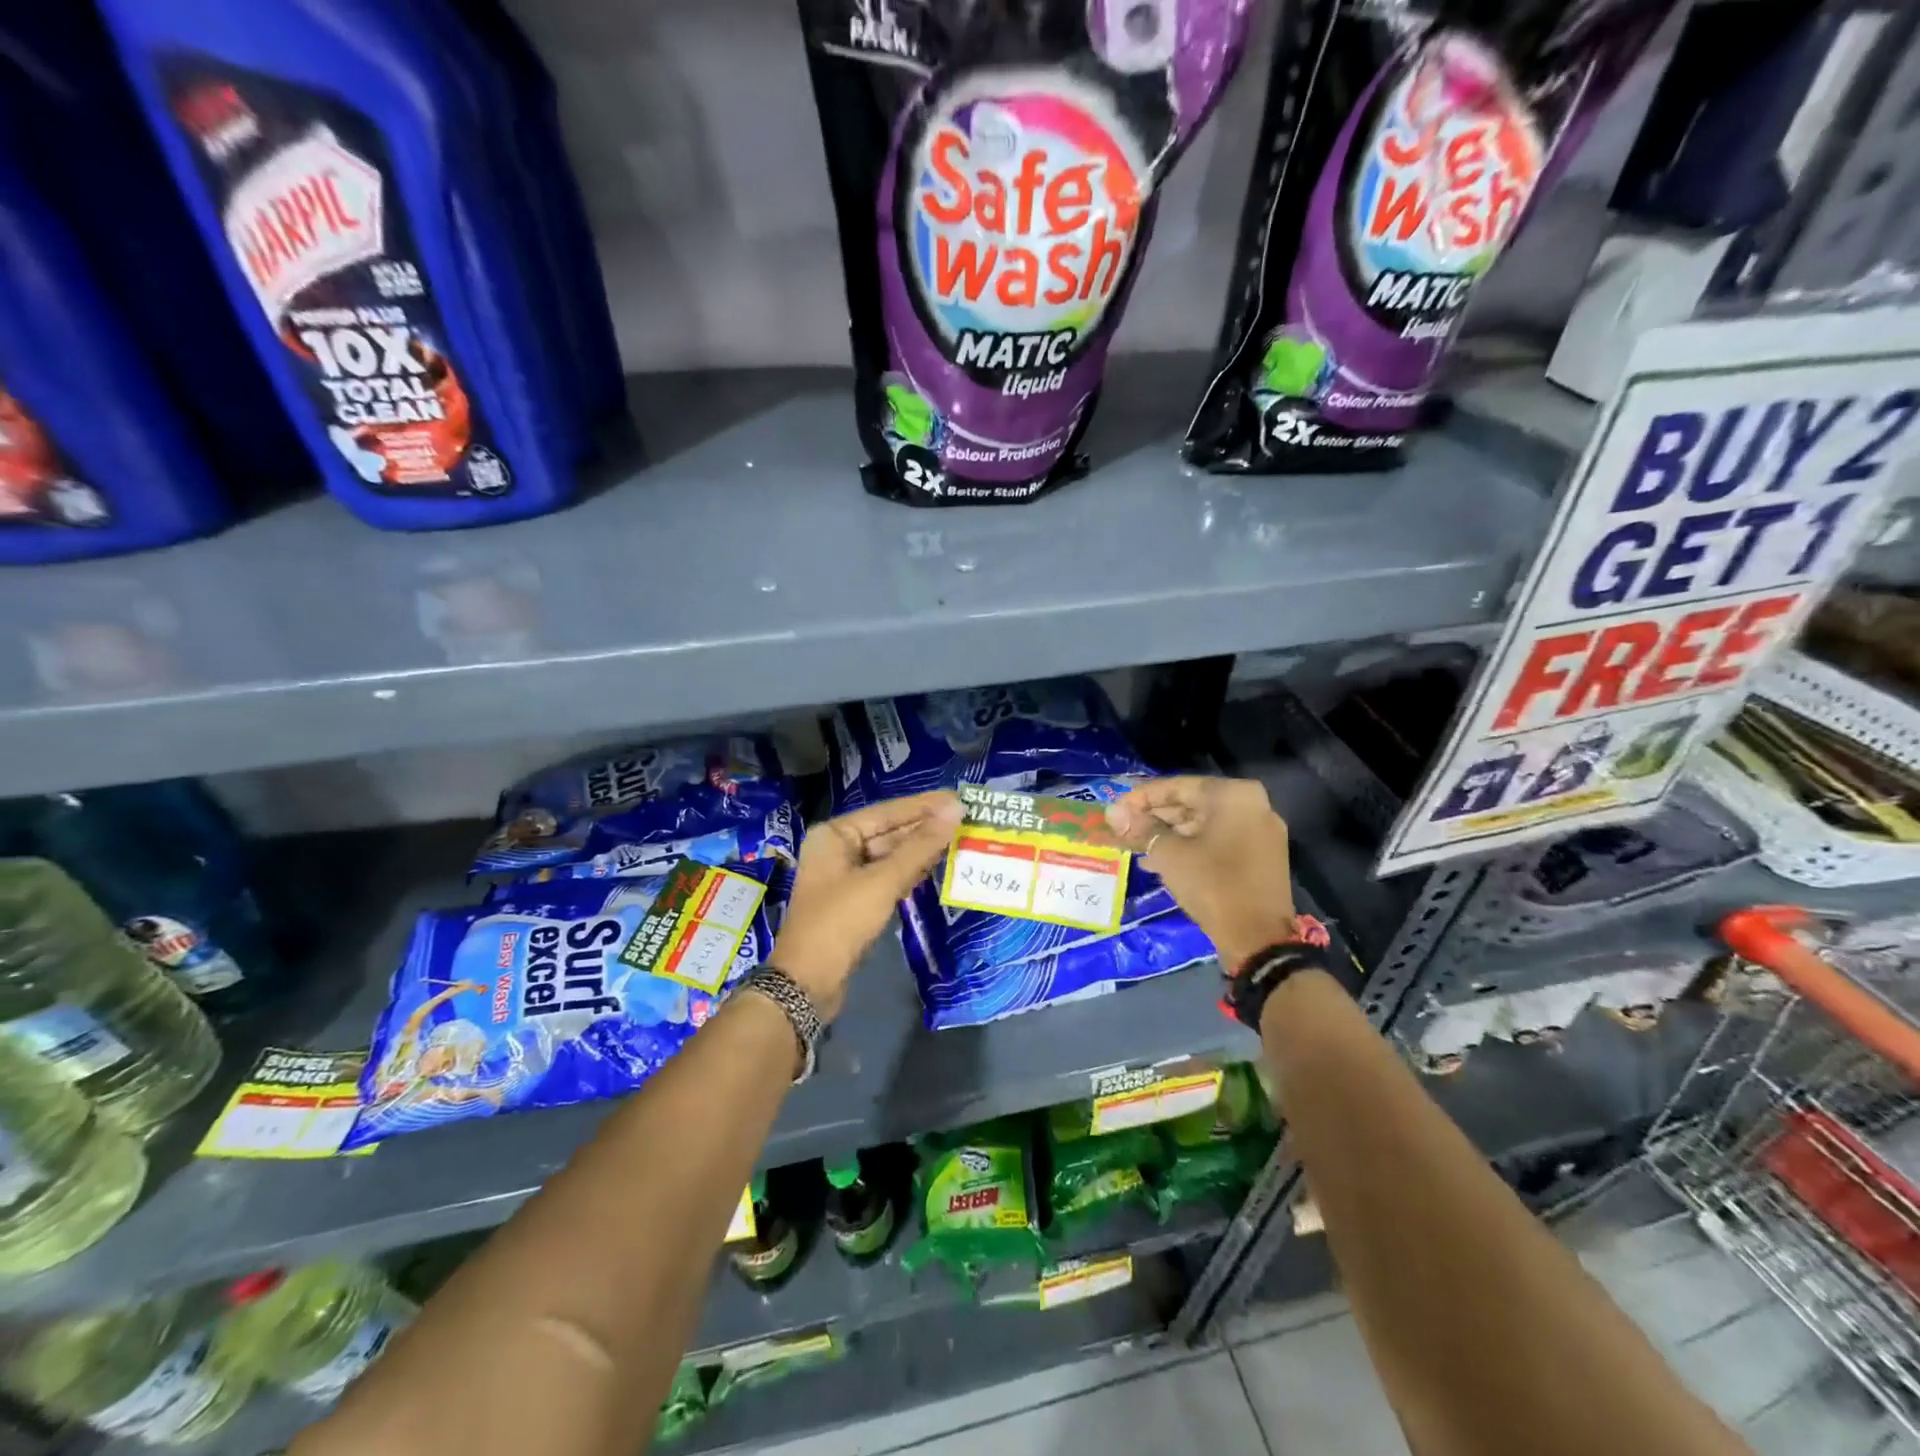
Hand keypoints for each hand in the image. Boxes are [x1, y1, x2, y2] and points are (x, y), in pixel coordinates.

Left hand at [771, 790, 963, 1018]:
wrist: (807, 983)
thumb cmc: (840, 922)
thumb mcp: (883, 882)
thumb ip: (920, 846)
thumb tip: (955, 810)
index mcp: (835, 834)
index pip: (887, 811)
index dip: (924, 805)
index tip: (958, 798)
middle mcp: (837, 848)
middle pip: (888, 831)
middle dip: (924, 827)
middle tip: (965, 819)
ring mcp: (844, 875)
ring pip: (889, 855)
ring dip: (921, 850)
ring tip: (958, 839)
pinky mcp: (854, 900)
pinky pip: (887, 876)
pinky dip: (910, 871)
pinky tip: (936, 866)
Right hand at [1105, 776, 1295, 970]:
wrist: (1259, 940)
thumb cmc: (1213, 885)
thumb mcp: (1170, 854)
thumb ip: (1141, 828)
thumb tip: (1113, 812)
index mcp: (1233, 795)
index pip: (1176, 787)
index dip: (1140, 797)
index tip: (1114, 809)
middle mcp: (1252, 805)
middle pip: (1191, 803)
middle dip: (1154, 817)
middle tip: (1122, 829)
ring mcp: (1260, 831)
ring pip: (1203, 824)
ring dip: (1168, 834)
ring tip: (1135, 848)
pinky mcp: (1260, 856)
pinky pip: (1217, 841)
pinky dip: (1190, 847)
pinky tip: (1159, 862)